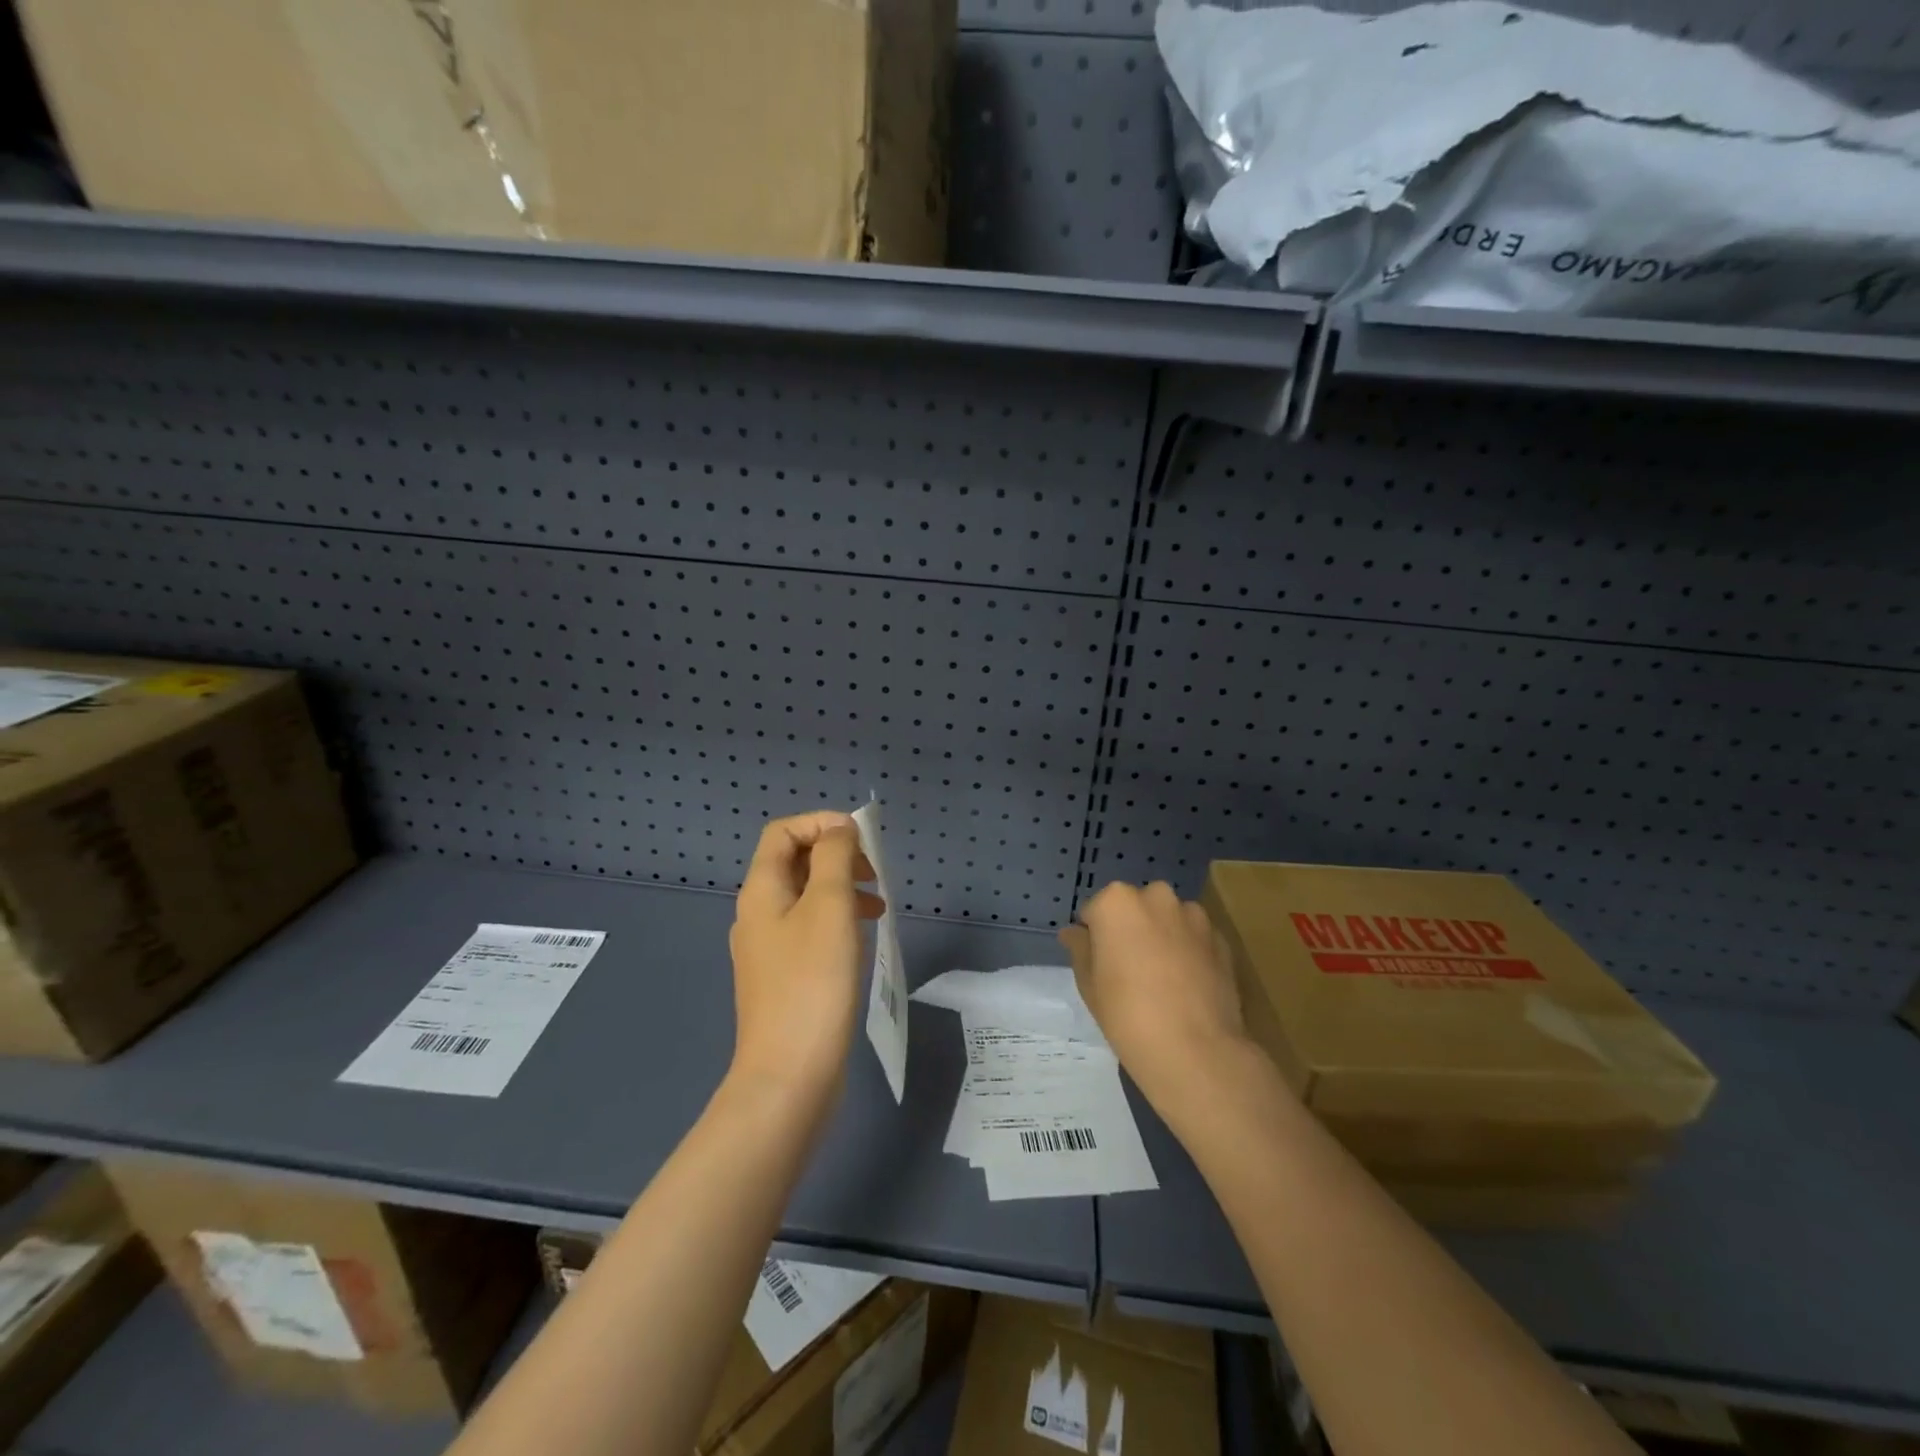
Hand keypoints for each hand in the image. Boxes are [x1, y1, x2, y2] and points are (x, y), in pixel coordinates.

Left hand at [727, 812, 883, 1105]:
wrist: (789, 1075)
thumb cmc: (812, 982)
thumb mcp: (829, 907)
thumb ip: (834, 857)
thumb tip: (838, 829)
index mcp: (761, 890)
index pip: (784, 832)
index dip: (821, 823)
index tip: (861, 842)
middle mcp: (757, 913)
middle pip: (795, 862)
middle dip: (837, 857)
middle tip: (874, 875)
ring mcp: (768, 948)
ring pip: (806, 897)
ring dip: (842, 889)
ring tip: (878, 907)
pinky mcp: (784, 977)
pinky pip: (809, 930)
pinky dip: (837, 921)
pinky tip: (861, 939)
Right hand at [1059, 881, 1250, 1118]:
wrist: (1195, 1050)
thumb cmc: (1127, 1014)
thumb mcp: (1088, 983)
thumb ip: (1080, 948)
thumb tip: (1075, 932)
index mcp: (1117, 901)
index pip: (1095, 911)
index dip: (1095, 938)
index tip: (1100, 965)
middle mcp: (1156, 897)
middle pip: (1135, 908)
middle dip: (1131, 929)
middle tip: (1130, 970)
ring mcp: (1194, 915)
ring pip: (1167, 920)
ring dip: (1162, 937)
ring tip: (1163, 980)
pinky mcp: (1221, 938)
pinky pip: (1194, 938)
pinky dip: (1188, 951)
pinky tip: (1187, 986)